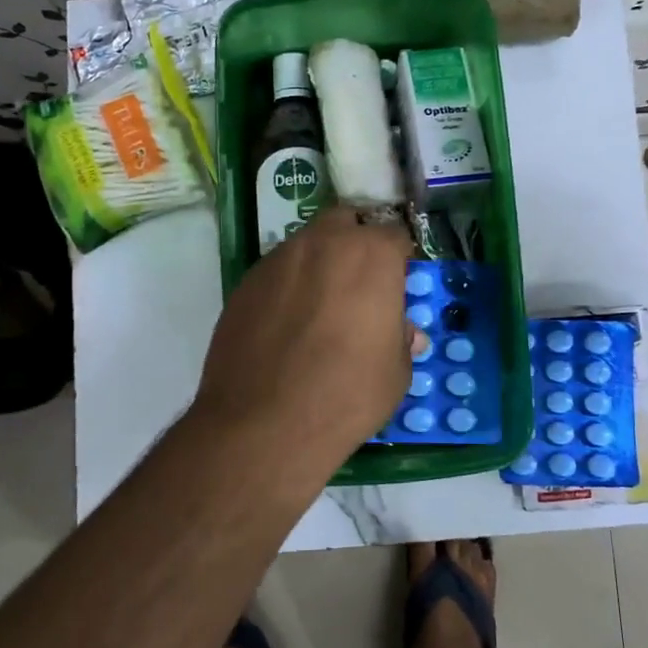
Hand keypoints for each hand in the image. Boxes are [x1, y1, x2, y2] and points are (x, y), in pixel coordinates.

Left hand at [192, 206, 415, 472]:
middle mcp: (322, 243)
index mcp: (370, 255)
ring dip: (319, 264)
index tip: (398, 284)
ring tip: (319, 308)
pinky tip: (286, 326)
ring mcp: (277, 260)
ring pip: (306, 245)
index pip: (394, 235)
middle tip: (359, 285)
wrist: (263, 424)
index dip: (399, 259)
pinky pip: (276, 273)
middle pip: (345, 222)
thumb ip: (400, 338)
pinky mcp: (244, 283)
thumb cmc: (347, 395)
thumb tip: (402, 331)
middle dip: (355, 244)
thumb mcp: (395, 372)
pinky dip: (288, 287)